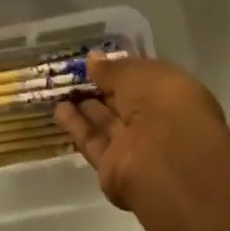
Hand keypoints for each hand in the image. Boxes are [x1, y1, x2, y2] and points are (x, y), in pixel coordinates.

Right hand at [54, 54, 228, 211]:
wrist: (166, 158)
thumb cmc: (162, 102)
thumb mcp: (136, 73)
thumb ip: (112, 69)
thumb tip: (92, 60)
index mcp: (171, 93)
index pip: (142, 80)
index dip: (120, 70)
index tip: (95, 61)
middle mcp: (154, 121)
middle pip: (123, 103)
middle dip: (101, 89)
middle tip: (73, 73)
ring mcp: (135, 147)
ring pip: (106, 124)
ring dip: (86, 107)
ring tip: (61, 89)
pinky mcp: (113, 170)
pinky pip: (93, 143)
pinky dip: (77, 127)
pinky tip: (59, 109)